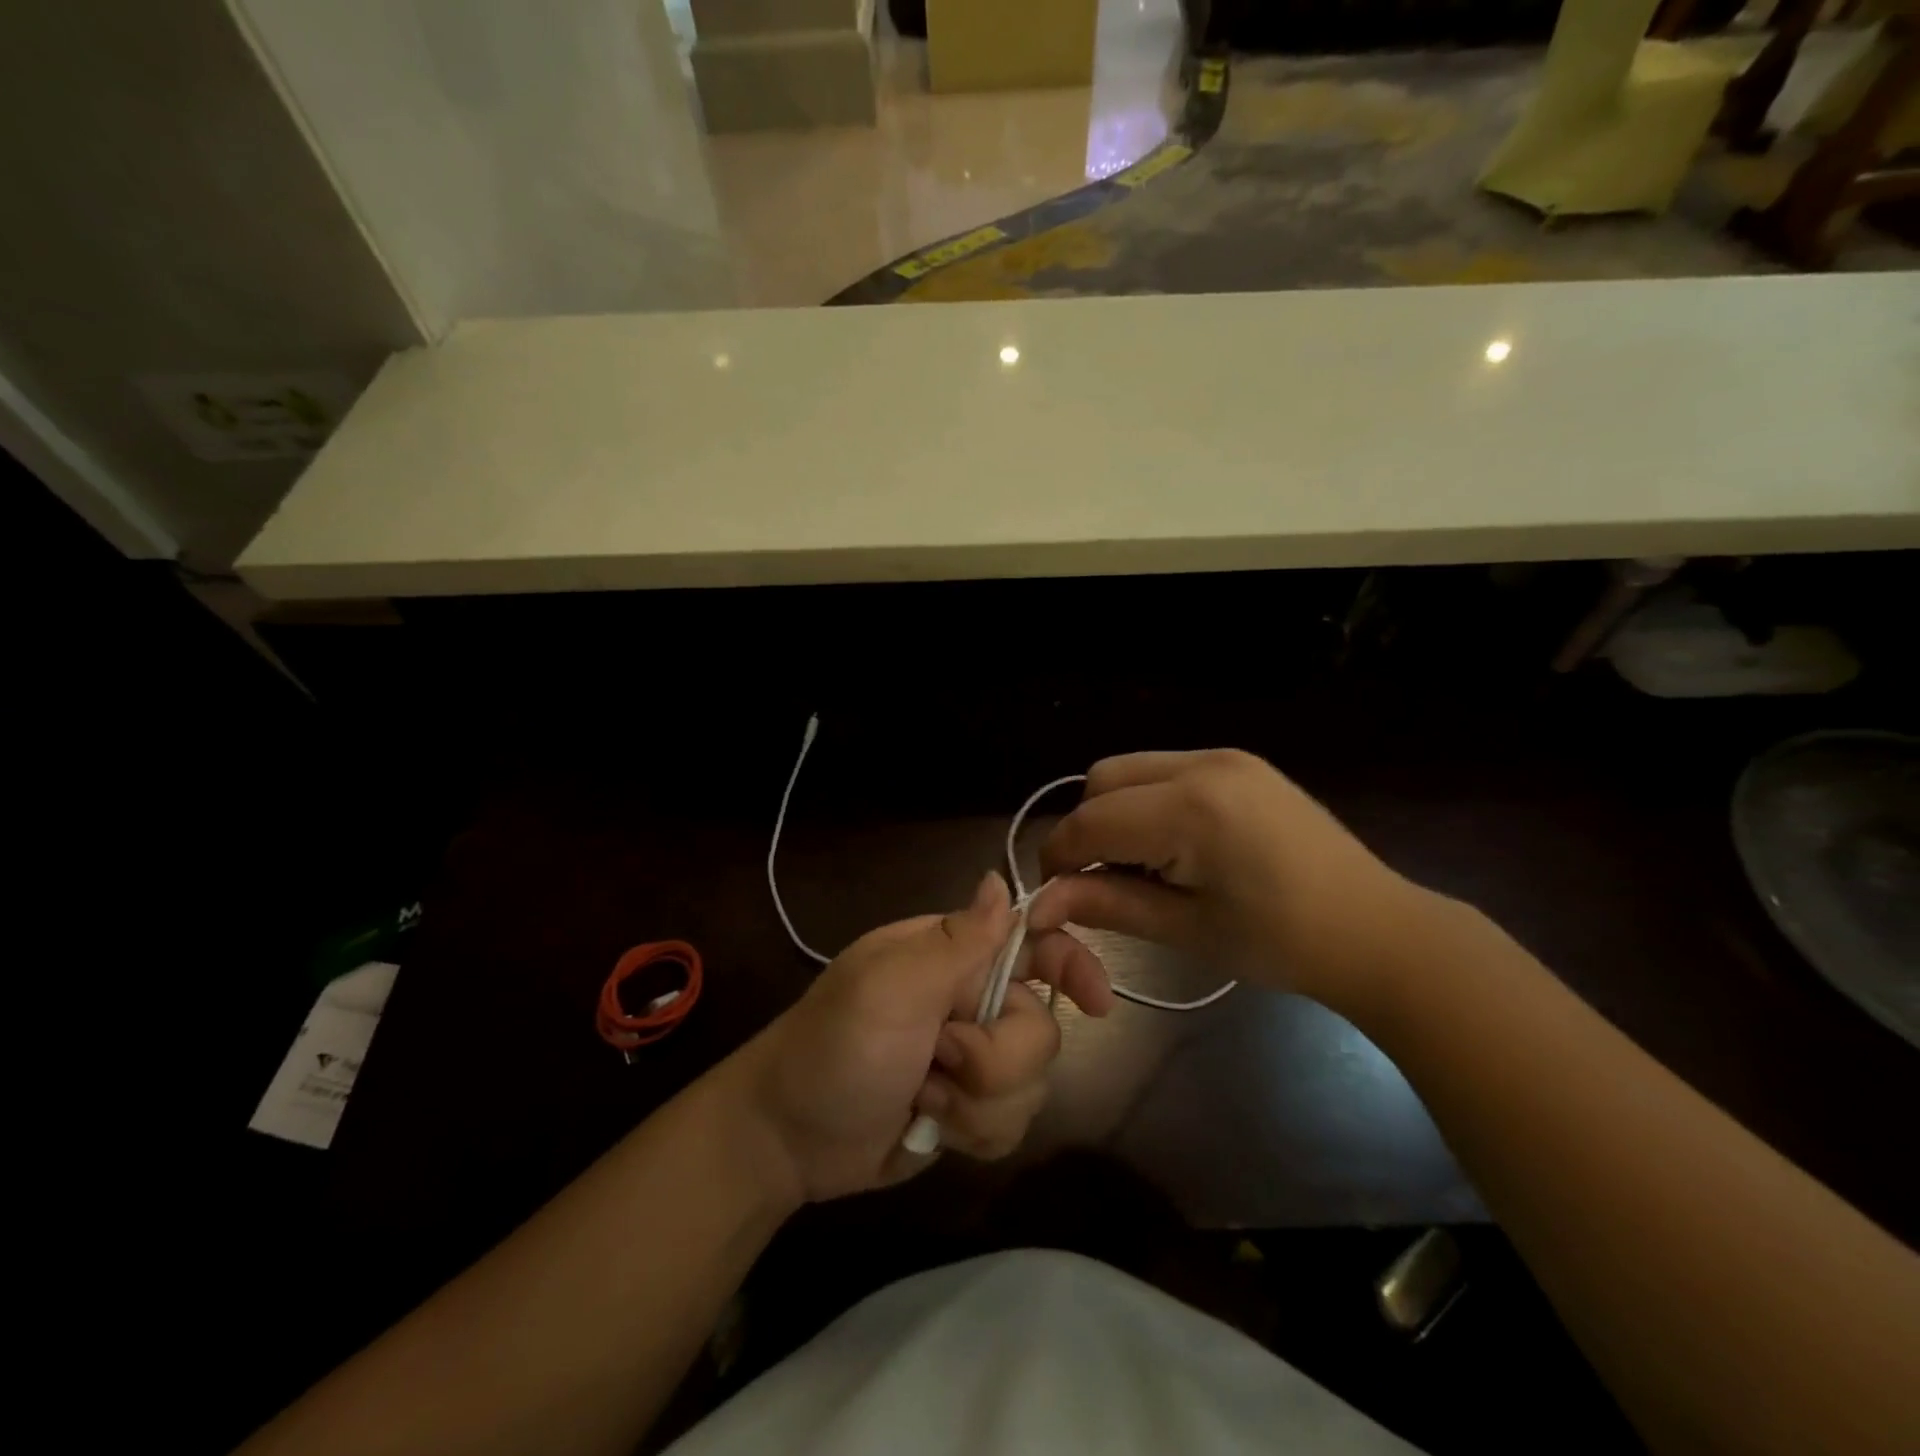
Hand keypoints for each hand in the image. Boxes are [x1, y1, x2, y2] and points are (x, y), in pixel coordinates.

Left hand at [738, 871, 1112, 1203]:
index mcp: (953, 956)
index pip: (1032, 942)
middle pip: (1039, 1028)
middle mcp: (970, 1001)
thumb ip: (957, 940)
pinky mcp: (969, 1111)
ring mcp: (972, 1060)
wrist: (787, 1138)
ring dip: (978, 1103)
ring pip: (1032, 1084)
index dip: (1072, 964)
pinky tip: (932, 1128)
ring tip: (923, 1097)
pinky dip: (975, 1133)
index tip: (1097, 1002)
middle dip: (996, 1058)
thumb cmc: (836, 1046)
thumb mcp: (891, 987)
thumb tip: (1000, 880)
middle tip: (939, 1059)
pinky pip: (1013, 1125)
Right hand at [1028, 749, 1435, 1008]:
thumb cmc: (1281, 943)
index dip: (1060, 857)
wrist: (1376, 929)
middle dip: (1086, 828)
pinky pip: (1164, 769)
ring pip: (1130, 769)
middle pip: (1102, 780)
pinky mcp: (1239, 762)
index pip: (1091, 821)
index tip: (1054, 894)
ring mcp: (1224, 756)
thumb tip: (1041, 904)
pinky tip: (1172, 844)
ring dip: (1114, 811)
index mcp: (1191, 808)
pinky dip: (1147, 801)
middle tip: (1102, 879)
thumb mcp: (1185, 929)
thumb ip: (1107, 904)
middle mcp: (1202, 764)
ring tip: (1140, 864)